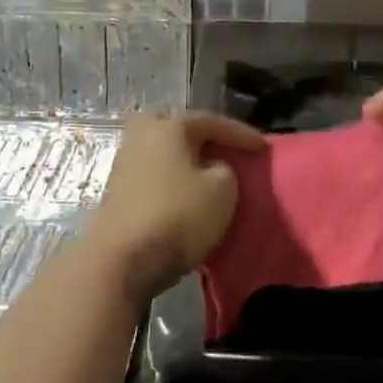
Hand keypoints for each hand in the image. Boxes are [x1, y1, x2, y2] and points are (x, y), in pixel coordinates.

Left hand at [81, 112, 265, 301]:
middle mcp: (141, 137)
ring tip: (213, 176)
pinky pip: (156, 177)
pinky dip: (176, 182)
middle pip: (181, 132)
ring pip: (166, 155)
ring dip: (189, 163)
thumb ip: (226, 170)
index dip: (242, 134)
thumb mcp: (222, 190)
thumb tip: (212, 170)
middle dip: (206, 140)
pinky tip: (189, 196)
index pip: (212, 122)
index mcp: (168, 127)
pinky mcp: (118, 194)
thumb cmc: (177, 216)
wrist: (121, 260)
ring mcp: (124, 165)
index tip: (264, 148)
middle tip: (229, 152)